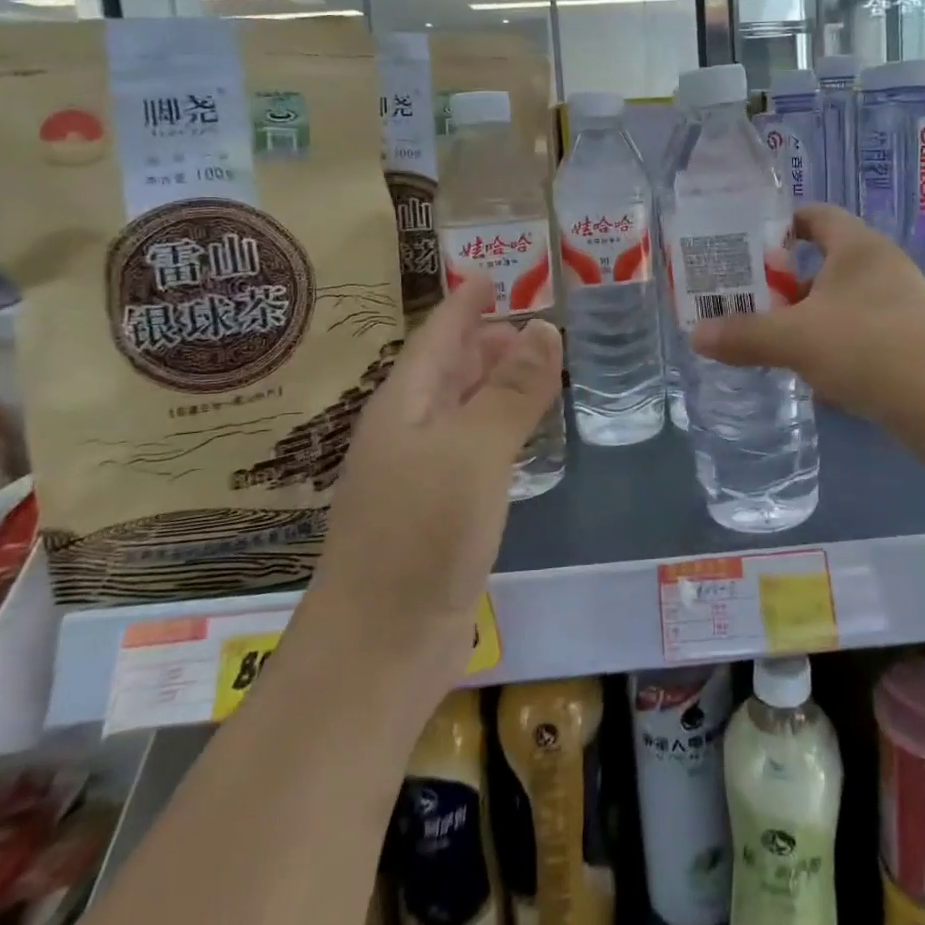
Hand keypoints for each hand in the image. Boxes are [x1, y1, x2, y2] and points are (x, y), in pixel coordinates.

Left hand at [309, 274, 561, 681]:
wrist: (378, 649)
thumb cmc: (422, 534)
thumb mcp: (474, 451)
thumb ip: (512, 391)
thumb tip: (546, 329)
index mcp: (403, 406)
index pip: (437, 337)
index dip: (463, 304)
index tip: (489, 275)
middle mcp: (405, 433)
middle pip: (446, 371)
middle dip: (483, 341)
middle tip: (529, 322)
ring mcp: (418, 476)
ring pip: (460, 411)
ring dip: (493, 384)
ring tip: (532, 366)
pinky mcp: (436, 514)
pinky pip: (471, 451)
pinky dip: (498, 429)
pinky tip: (521, 436)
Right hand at [689, 203, 924, 426]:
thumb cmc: (868, 347)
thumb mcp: (795, 339)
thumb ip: (744, 335)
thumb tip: (694, 336)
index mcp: (857, 246)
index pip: (815, 216)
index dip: (778, 226)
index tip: (744, 249)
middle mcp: (880, 267)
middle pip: (821, 262)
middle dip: (782, 283)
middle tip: (743, 301)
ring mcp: (898, 305)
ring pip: (837, 303)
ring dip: (804, 318)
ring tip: (766, 339)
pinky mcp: (907, 342)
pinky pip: (856, 333)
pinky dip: (829, 346)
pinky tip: (807, 374)